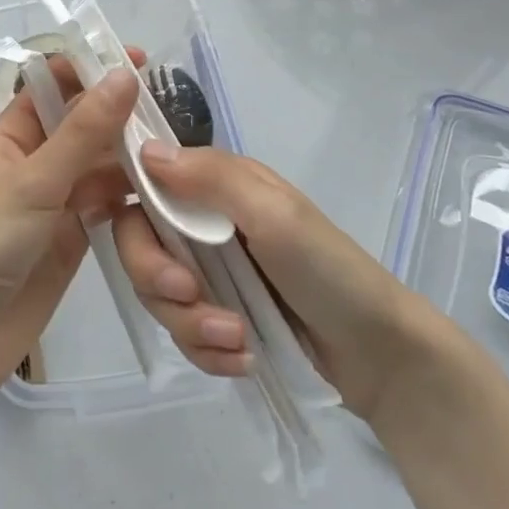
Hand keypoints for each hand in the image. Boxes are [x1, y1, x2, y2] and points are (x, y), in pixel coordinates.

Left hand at [0, 60, 141, 398]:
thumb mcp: (34, 181)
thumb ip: (83, 131)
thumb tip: (123, 75)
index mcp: (14, 133)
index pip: (55, 84)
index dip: (92, 67)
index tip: (137, 59)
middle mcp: (39, 159)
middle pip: (86, 122)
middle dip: (121, 112)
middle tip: (172, 107)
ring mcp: (59, 198)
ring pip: (103, 162)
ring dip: (133, 154)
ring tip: (179, 149)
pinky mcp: (77, 234)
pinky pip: (111, 202)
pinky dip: (135, 195)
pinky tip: (167, 191)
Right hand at [112, 144, 427, 420]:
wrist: (380, 356)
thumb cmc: (329, 269)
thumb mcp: (274, 214)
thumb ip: (211, 179)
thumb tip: (145, 149)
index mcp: (216, 185)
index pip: (145, 183)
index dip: (128, 208)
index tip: (141, 244)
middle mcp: (204, 222)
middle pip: (140, 243)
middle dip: (157, 278)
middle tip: (191, 299)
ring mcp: (210, 272)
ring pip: (157, 294)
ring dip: (190, 324)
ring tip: (236, 340)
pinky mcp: (218, 316)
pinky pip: (182, 333)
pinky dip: (206, 351)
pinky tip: (242, 359)